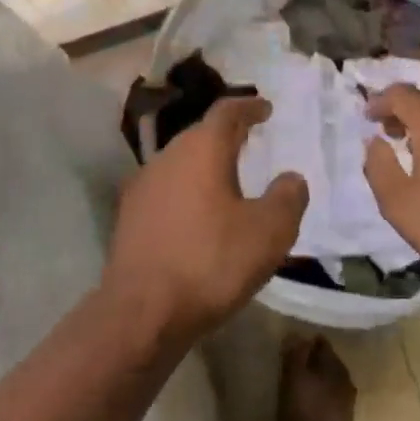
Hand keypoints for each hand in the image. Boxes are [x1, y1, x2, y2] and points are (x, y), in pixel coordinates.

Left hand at [103, 95, 307, 344]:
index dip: (249, 107)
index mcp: (201, 150)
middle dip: (226, 136)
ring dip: (205, 166)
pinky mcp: (129, 218)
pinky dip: (188, 192)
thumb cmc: (211, 262)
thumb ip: (287, 197)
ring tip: (228, 181)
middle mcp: (166, 158)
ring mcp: (142, 187)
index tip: (265, 109)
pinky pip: (166, 191)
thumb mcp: (269, 232)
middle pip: (199, 135)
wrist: (142, 312)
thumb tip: (290, 178)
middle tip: (250, 142)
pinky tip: (199, 216)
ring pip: (180, 164)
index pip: (226, 112)